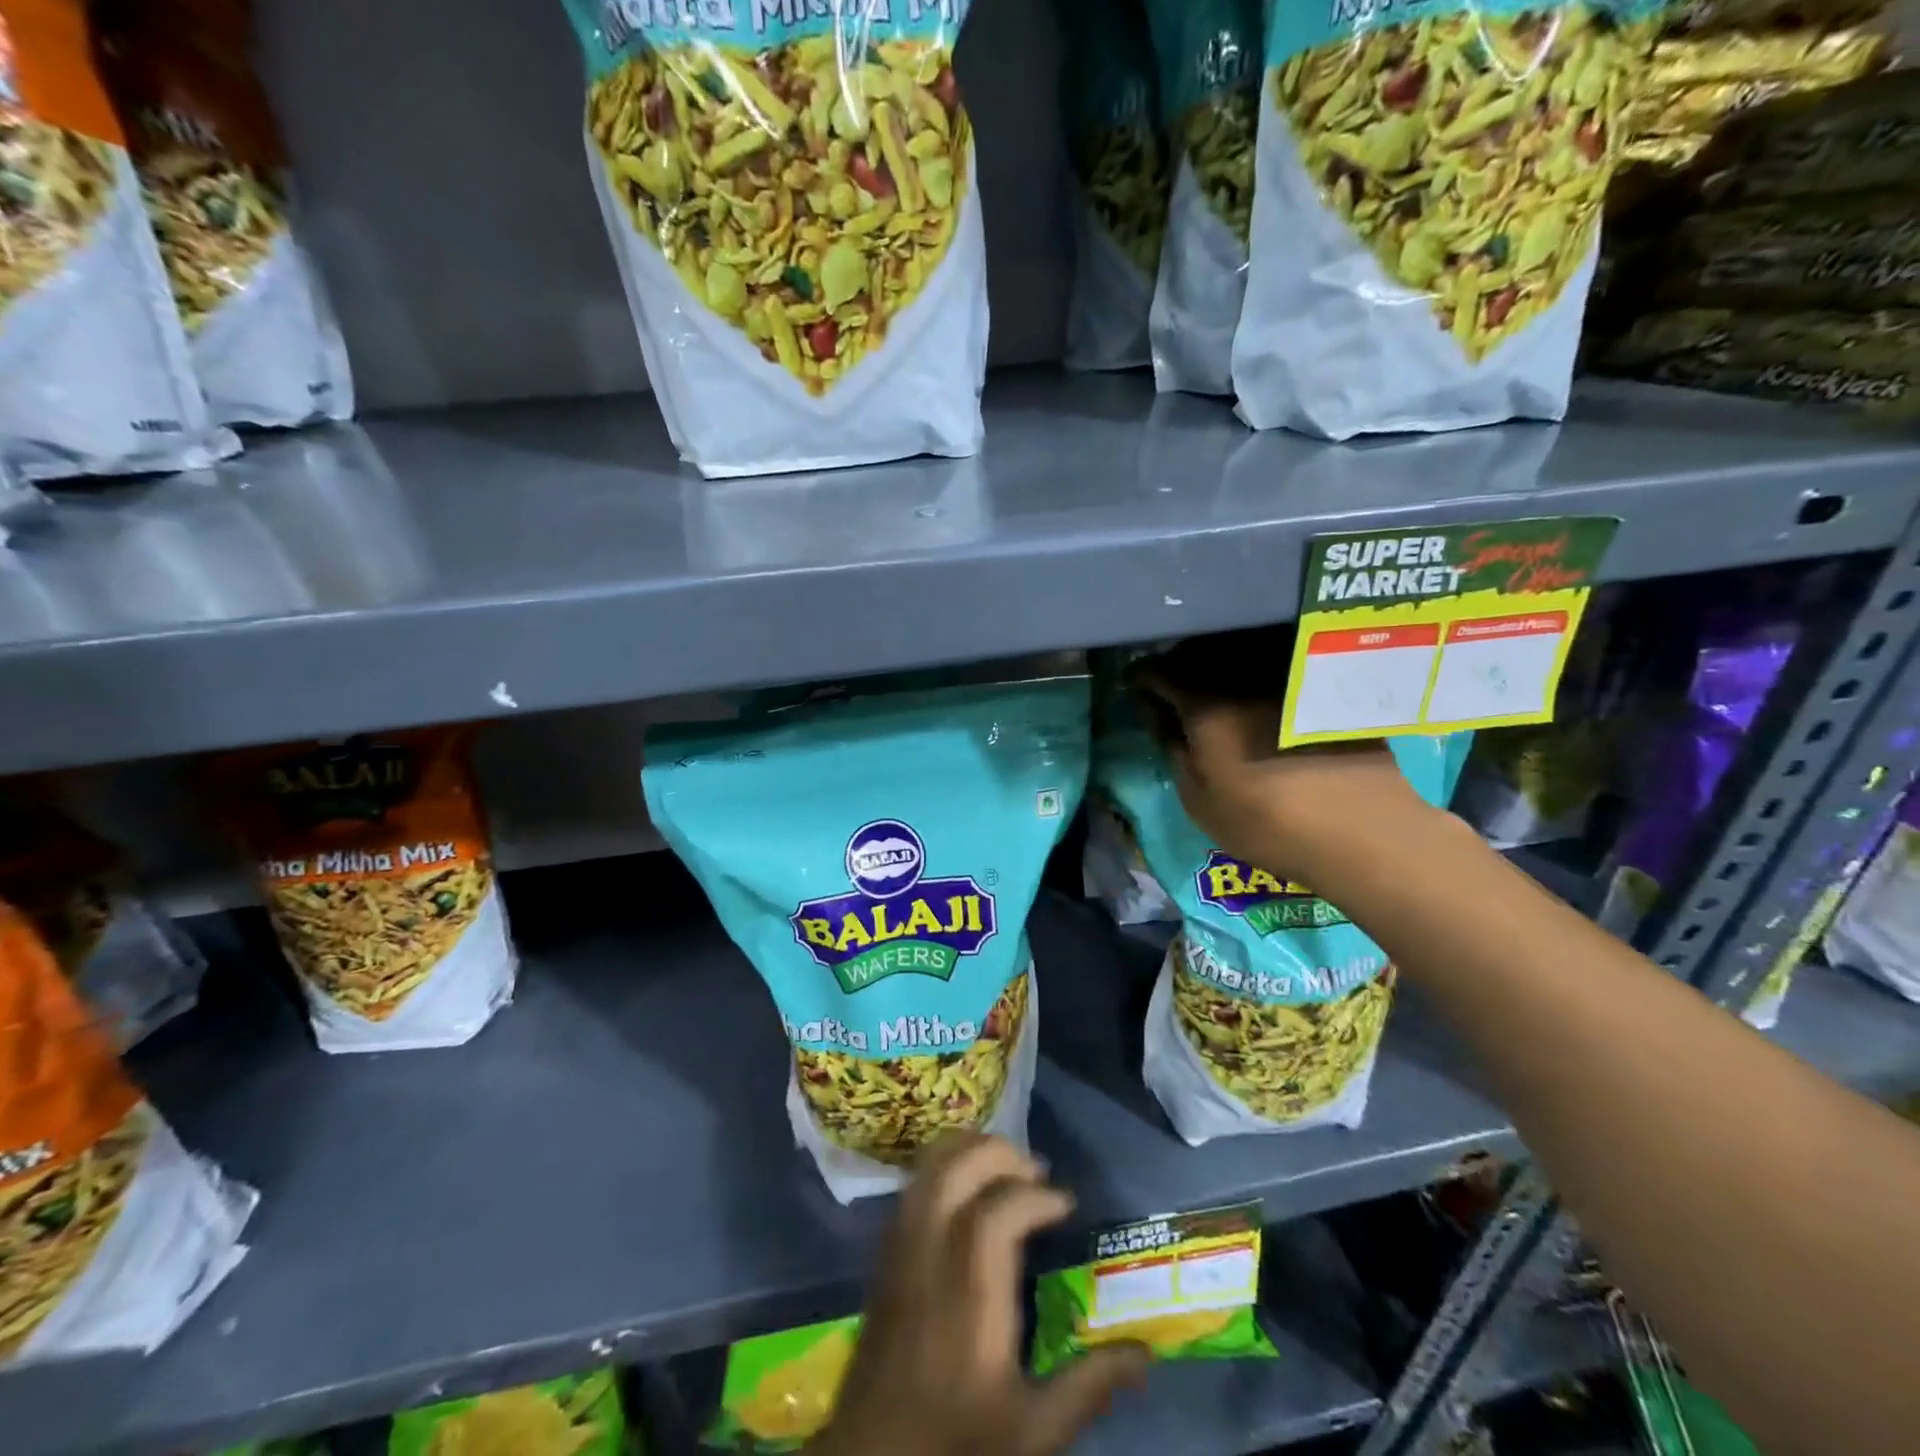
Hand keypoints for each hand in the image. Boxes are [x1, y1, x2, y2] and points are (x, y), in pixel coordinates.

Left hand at [811, 1135, 1148, 1455]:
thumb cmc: (955, 1440)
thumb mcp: (1032, 1431)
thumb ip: (1087, 1387)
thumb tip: (1144, 1354)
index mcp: (969, 1292)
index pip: (997, 1212)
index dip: (1035, 1196)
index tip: (1065, 1203)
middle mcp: (929, 1254)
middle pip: (955, 1171)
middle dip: (998, 1154)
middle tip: (1035, 1171)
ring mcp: (900, 1249)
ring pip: (927, 1170)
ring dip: (967, 1152)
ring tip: (1002, 1165)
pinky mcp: (884, 1255)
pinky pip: (911, 1187)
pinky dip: (941, 1168)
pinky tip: (963, 1186)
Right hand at [1134, 679, 1434, 884]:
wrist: (1362, 831)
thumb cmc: (1266, 824)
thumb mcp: (1199, 800)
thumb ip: (1174, 751)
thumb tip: (1161, 720)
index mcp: (1206, 704)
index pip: (1159, 673)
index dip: (1140, 679)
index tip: (1134, 690)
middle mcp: (1245, 678)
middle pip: (1199, 655)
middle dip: (1177, 667)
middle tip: (1170, 688)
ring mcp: (1288, 678)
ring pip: (1239, 656)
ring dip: (1216, 668)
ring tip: (1211, 688)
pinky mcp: (1321, 687)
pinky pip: (1275, 668)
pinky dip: (1256, 676)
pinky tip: (1258, 696)